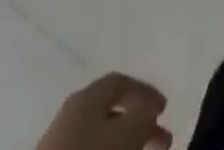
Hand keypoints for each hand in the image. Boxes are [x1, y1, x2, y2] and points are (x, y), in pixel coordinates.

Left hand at [38, 73, 172, 149]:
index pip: (121, 81)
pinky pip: (88, 149)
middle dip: (138, 123)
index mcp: (87, 95)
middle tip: (161, 139)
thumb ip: (143, 115)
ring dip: (125, 142)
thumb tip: (147, 110)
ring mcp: (58, 142)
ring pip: (100, 135)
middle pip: (110, 111)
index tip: (164, 110)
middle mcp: (71, 112)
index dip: (145, 92)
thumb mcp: (128, 133)